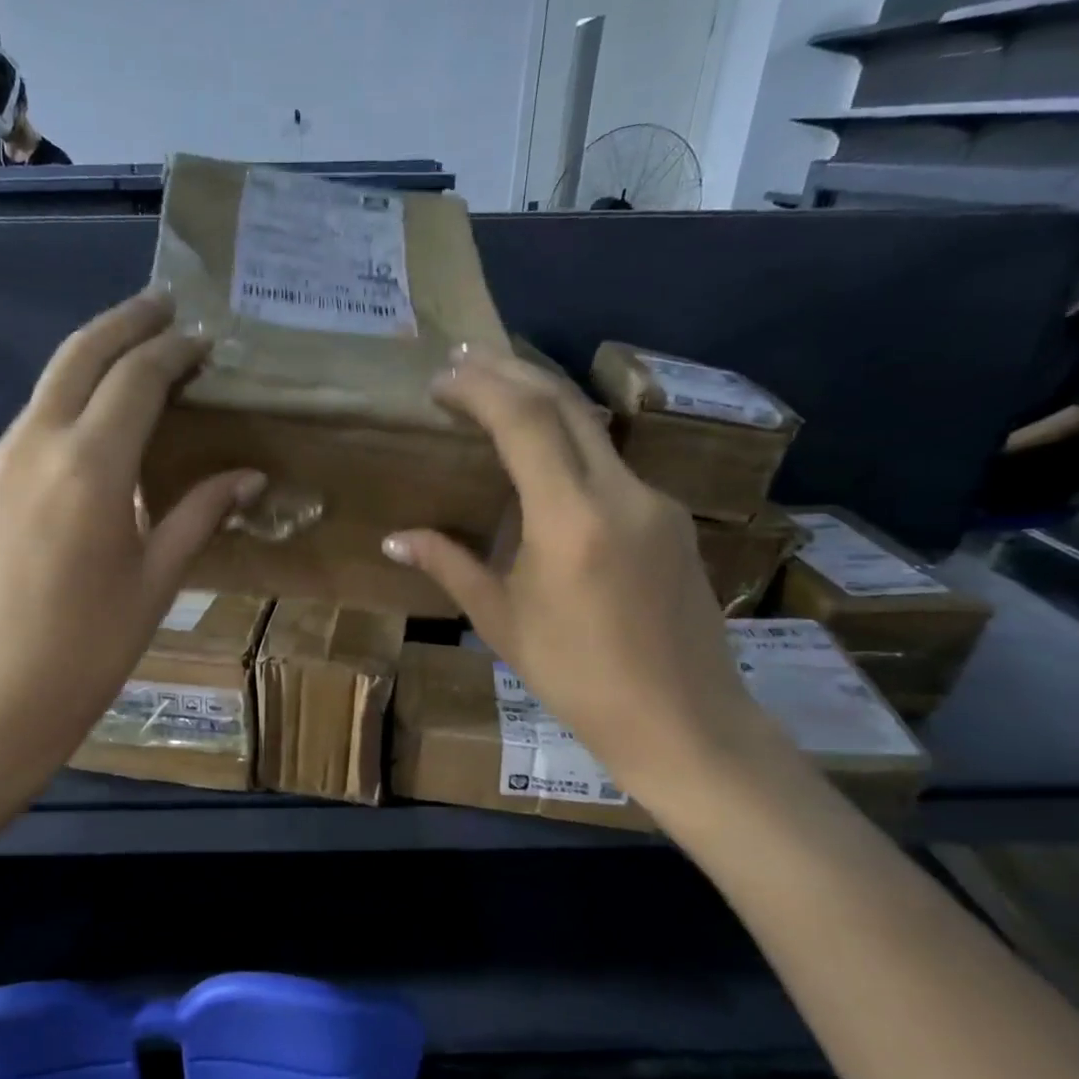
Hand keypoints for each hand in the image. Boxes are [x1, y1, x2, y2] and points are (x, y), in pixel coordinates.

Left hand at [0, 289, 264, 788]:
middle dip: (126, 321)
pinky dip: (68, 404)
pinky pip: (30, 424)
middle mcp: (36, 444)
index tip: (204, 340)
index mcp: (90, 466)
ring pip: (48, 385)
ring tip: (136, 358)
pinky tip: (94, 427)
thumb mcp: (157, 582)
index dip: (174, 351)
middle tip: (165, 305)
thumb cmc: (87, 651)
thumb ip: (201, 514)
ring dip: (93, 359)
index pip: (137, 378)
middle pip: (80, 354)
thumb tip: (249, 476)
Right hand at [382, 348, 783, 799]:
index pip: (525, 422)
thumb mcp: (502, 621)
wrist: (684, 720)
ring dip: (542, 402)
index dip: (479, 388)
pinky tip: (544, 460)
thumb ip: (449, 565)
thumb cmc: (578, 677)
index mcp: (571, 518)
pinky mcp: (671, 519)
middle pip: (565, 405)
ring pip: (593, 428)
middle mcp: (621, 492)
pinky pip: (612, 465)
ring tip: (496, 393)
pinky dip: (569, 444)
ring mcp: (654, 501)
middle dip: (510, 371)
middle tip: (464, 358)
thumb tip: (394, 539)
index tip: (441, 379)